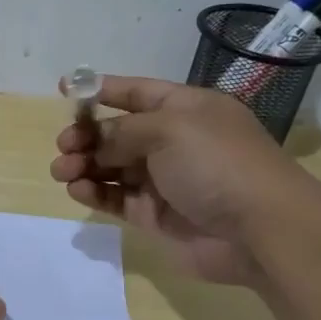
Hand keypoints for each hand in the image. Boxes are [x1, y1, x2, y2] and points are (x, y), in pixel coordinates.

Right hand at [49, 75, 300, 285]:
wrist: (258, 230)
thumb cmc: (216, 163)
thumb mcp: (168, 129)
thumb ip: (123, 131)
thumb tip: (97, 143)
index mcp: (186, 109)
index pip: (137, 92)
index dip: (102, 89)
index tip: (63, 89)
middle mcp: (174, 141)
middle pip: (119, 132)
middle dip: (87, 135)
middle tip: (64, 146)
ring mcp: (164, 180)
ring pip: (113, 167)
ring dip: (84, 165)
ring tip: (62, 171)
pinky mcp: (155, 215)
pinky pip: (117, 198)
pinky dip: (95, 192)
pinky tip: (77, 189)